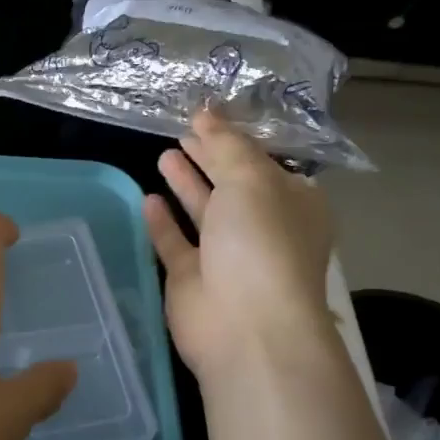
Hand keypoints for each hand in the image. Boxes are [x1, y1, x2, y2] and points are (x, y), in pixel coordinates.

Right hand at [146, 109, 338, 382]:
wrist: (245, 328)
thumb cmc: (260, 245)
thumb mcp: (250, 181)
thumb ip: (226, 145)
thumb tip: (207, 112)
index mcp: (292, 203)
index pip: (263, 161)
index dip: (235, 137)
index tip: (206, 114)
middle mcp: (261, 228)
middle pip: (231, 184)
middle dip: (209, 158)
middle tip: (182, 131)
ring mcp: (226, 256)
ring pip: (203, 212)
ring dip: (185, 184)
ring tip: (162, 154)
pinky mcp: (193, 279)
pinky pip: (175, 243)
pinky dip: (162, 222)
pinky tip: (147, 197)